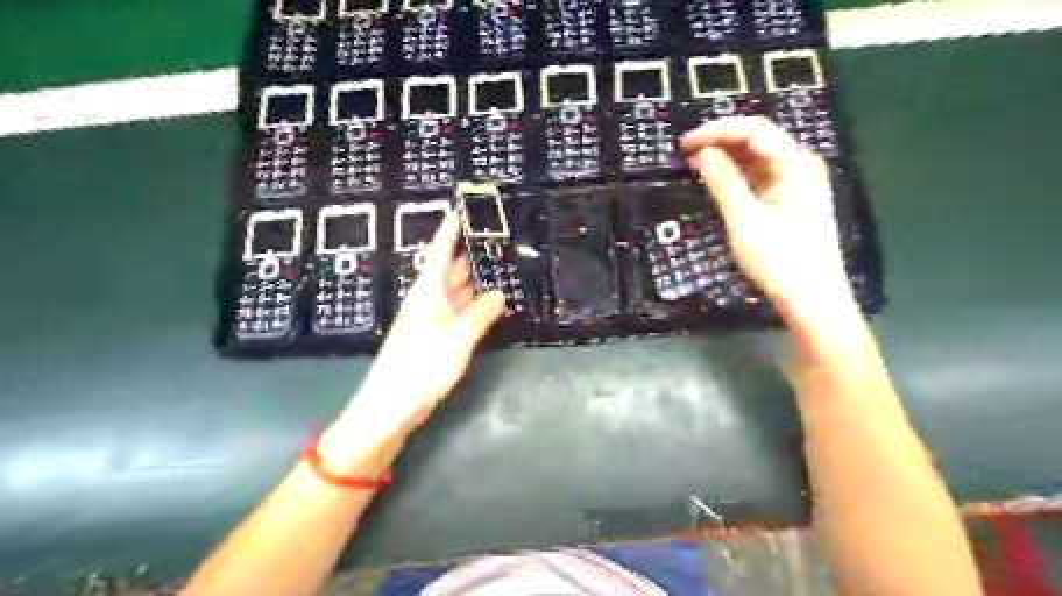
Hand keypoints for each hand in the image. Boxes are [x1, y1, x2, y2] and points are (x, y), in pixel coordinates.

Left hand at [345, 211, 501, 434]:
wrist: (391, 406)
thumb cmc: (421, 366)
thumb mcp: (457, 338)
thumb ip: (480, 315)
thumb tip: (499, 294)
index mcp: (428, 292)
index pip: (440, 252)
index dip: (450, 230)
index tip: (460, 209)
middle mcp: (429, 301)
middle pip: (450, 270)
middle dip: (470, 253)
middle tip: (496, 238)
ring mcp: (431, 321)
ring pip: (456, 292)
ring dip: (474, 280)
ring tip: (500, 266)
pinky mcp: (435, 338)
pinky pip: (458, 312)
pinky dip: (473, 305)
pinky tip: (490, 304)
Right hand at [684, 116, 856, 321]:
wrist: (811, 298)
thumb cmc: (778, 258)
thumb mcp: (744, 218)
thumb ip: (723, 181)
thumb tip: (702, 153)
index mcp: (795, 163)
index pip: (753, 129)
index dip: (716, 130)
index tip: (685, 143)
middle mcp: (800, 165)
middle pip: (758, 139)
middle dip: (721, 141)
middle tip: (686, 153)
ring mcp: (798, 183)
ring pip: (758, 158)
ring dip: (727, 158)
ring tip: (696, 166)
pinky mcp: (791, 200)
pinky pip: (761, 177)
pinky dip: (738, 176)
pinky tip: (718, 181)